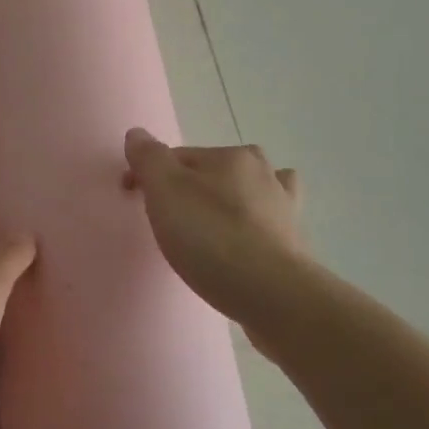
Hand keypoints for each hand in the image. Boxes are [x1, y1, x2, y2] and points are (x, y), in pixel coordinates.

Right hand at [122, 128, 312, 328]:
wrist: (272, 294)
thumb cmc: (211, 237)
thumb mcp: (165, 191)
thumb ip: (149, 158)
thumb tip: (137, 134)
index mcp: (231, 156)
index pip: (177, 156)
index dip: (150, 175)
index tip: (133, 200)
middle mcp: (264, 172)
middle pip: (214, 172)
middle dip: (192, 187)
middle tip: (171, 220)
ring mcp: (285, 207)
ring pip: (248, 193)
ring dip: (231, 202)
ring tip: (211, 228)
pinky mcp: (295, 242)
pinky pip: (269, 224)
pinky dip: (257, 227)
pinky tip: (248, 243)